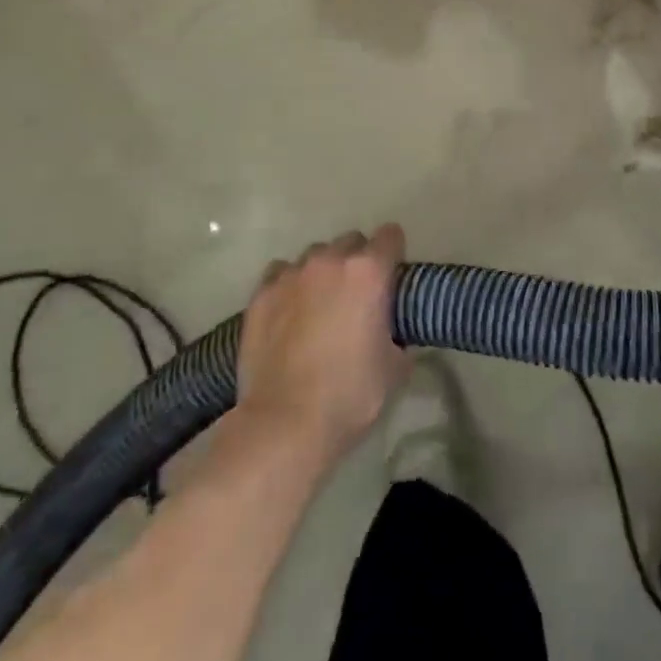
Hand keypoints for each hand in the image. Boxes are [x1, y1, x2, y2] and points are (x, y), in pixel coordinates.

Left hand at [237, 225, 407, 464]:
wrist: (284, 424)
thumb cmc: (350, 395)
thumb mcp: (395, 367)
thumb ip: (398, 335)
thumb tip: (393, 333)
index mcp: (369, 272)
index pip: (390, 236)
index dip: (395, 253)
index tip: (393, 276)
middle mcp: (330, 261)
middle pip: (351, 241)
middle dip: (358, 261)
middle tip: (357, 296)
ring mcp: (292, 274)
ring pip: (314, 256)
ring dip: (323, 272)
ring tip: (319, 305)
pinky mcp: (261, 294)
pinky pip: (281, 273)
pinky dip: (289, 285)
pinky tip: (289, 312)